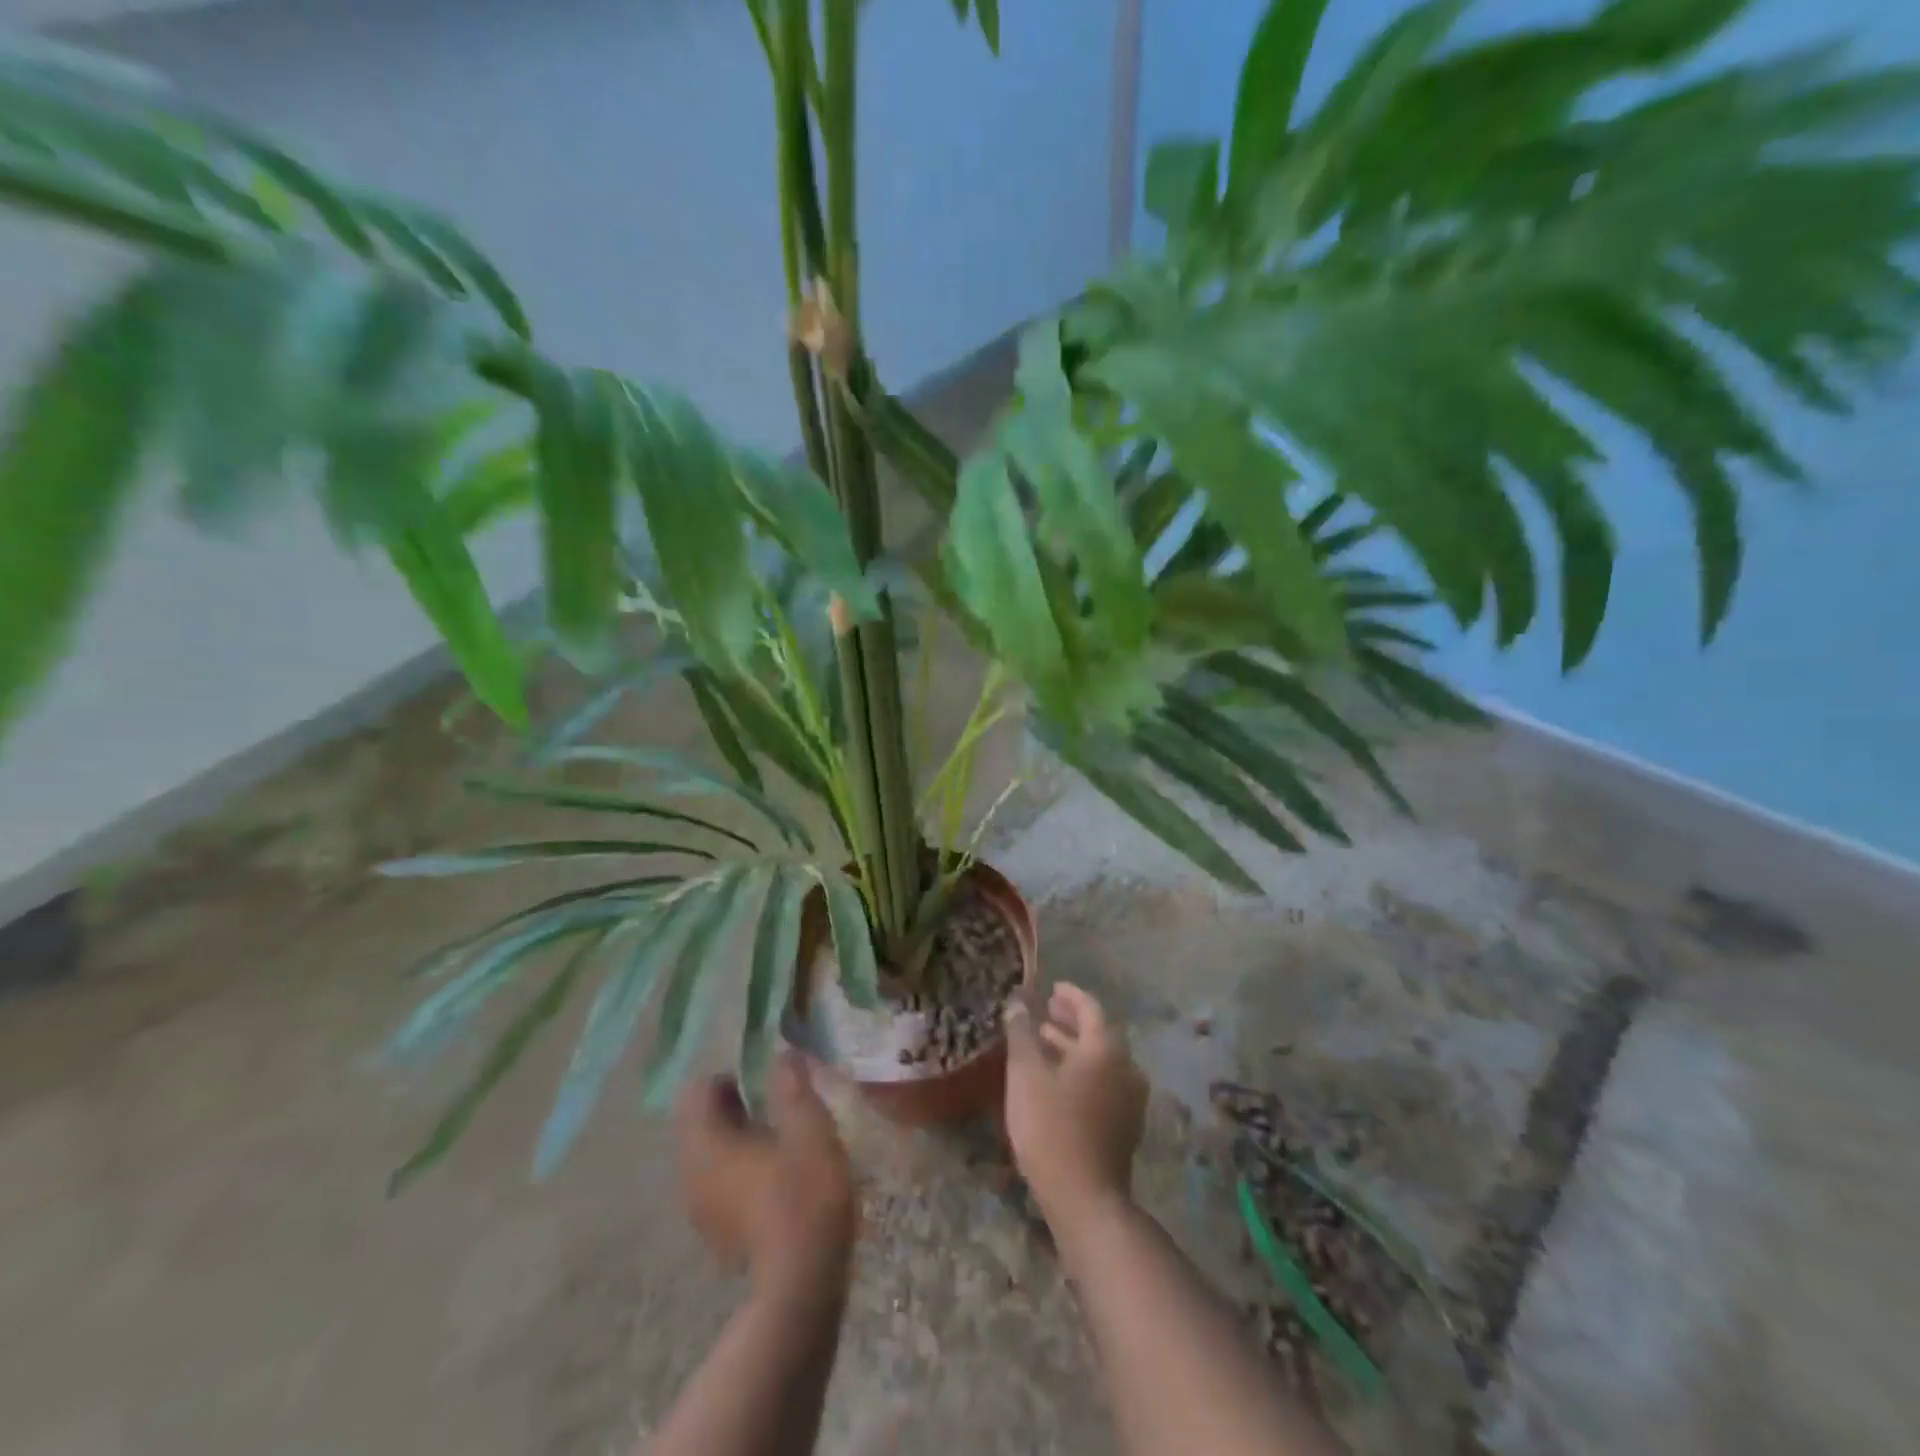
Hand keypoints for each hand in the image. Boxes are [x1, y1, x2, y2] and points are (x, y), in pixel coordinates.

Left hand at [674, 1052, 856, 1301]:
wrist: (800, 1286)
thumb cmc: (803, 1195)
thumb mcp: (808, 1128)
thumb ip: (792, 1086)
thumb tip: (783, 1054)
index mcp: (705, 1143)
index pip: (697, 1091)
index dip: (730, 1076)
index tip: (766, 1085)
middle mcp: (690, 1173)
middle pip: (699, 1122)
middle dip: (734, 1107)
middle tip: (777, 1108)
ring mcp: (699, 1209)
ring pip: (709, 1155)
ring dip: (738, 1140)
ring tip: (781, 1142)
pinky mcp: (715, 1234)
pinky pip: (718, 1184)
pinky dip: (740, 1172)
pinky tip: (777, 1180)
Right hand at [1004, 982, 1147, 1226]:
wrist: (1086, 1199)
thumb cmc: (1052, 1128)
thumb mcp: (1026, 1075)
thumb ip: (1021, 1033)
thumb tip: (1018, 1002)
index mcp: (1105, 1049)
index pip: (1090, 1008)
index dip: (1070, 995)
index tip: (1052, 988)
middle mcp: (1125, 1068)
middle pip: (1098, 1034)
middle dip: (1070, 1021)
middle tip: (1045, 1013)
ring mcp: (1130, 1099)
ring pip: (1100, 1061)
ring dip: (1073, 1048)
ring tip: (1043, 1043)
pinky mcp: (1125, 1125)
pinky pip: (1103, 1083)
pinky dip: (1081, 1071)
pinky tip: (1057, 1081)